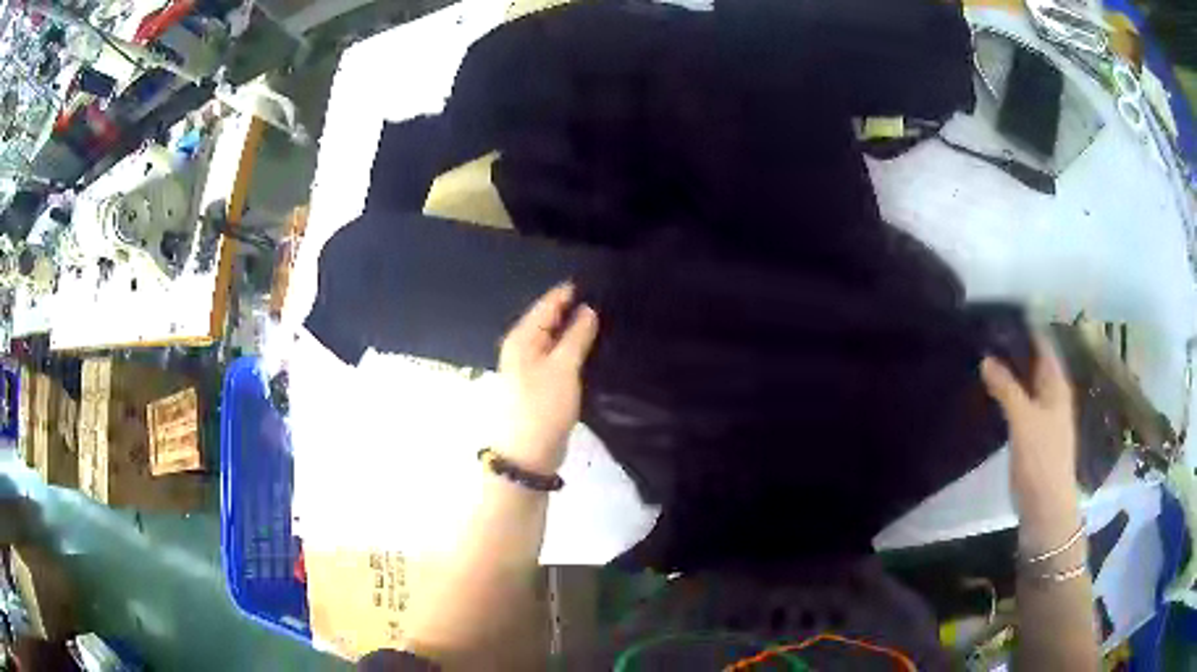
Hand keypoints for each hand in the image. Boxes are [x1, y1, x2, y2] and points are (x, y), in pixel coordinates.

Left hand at [496, 283, 598, 474]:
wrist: (528, 454)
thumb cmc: (543, 407)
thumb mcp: (563, 368)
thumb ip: (576, 336)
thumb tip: (588, 309)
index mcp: (522, 338)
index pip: (548, 304)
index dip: (571, 292)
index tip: (598, 281)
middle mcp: (523, 347)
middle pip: (550, 320)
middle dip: (575, 309)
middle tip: (607, 298)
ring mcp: (531, 367)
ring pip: (556, 339)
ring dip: (576, 330)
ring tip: (606, 319)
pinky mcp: (542, 384)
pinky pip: (559, 356)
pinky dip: (574, 350)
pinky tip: (592, 347)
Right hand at [981, 335, 1079, 550]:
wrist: (1046, 507)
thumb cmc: (1041, 459)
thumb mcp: (1023, 420)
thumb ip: (1006, 388)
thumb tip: (986, 358)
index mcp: (1056, 384)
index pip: (1042, 342)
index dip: (1024, 326)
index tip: (999, 314)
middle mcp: (1052, 393)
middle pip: (1033, 361)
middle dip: (1013, 347)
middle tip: (984, 335)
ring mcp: (1043, 414)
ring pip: (1026, 383)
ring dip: (1009, 371)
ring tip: (982, 358)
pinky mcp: (1033, 433)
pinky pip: (1020, 402)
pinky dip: (1008, 393)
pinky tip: (991, 393)